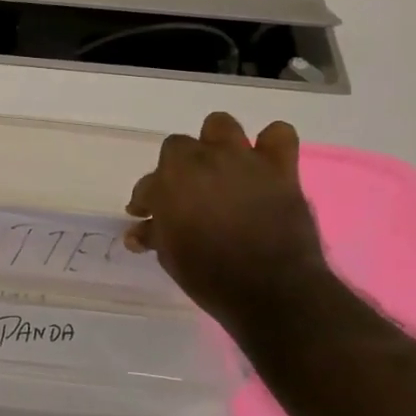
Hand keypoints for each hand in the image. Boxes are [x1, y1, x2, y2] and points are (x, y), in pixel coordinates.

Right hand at [124, 111, 330, 322]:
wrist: (271, 290)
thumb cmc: (208, 274)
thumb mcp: (169, 255)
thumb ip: (153, 234)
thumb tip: (136, 233)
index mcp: (169, 179)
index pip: (148, 182)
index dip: (147, 199)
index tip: (147, 217)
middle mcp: (202, 160)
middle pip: (179, 147)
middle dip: (178, 169)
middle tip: (184, 195)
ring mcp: (242, 160)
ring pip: (221, 126)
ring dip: (216, 143)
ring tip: (220, 168)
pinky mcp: (279, 169)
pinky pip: (279, 135)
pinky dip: (270, 144)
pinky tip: (264, 163)